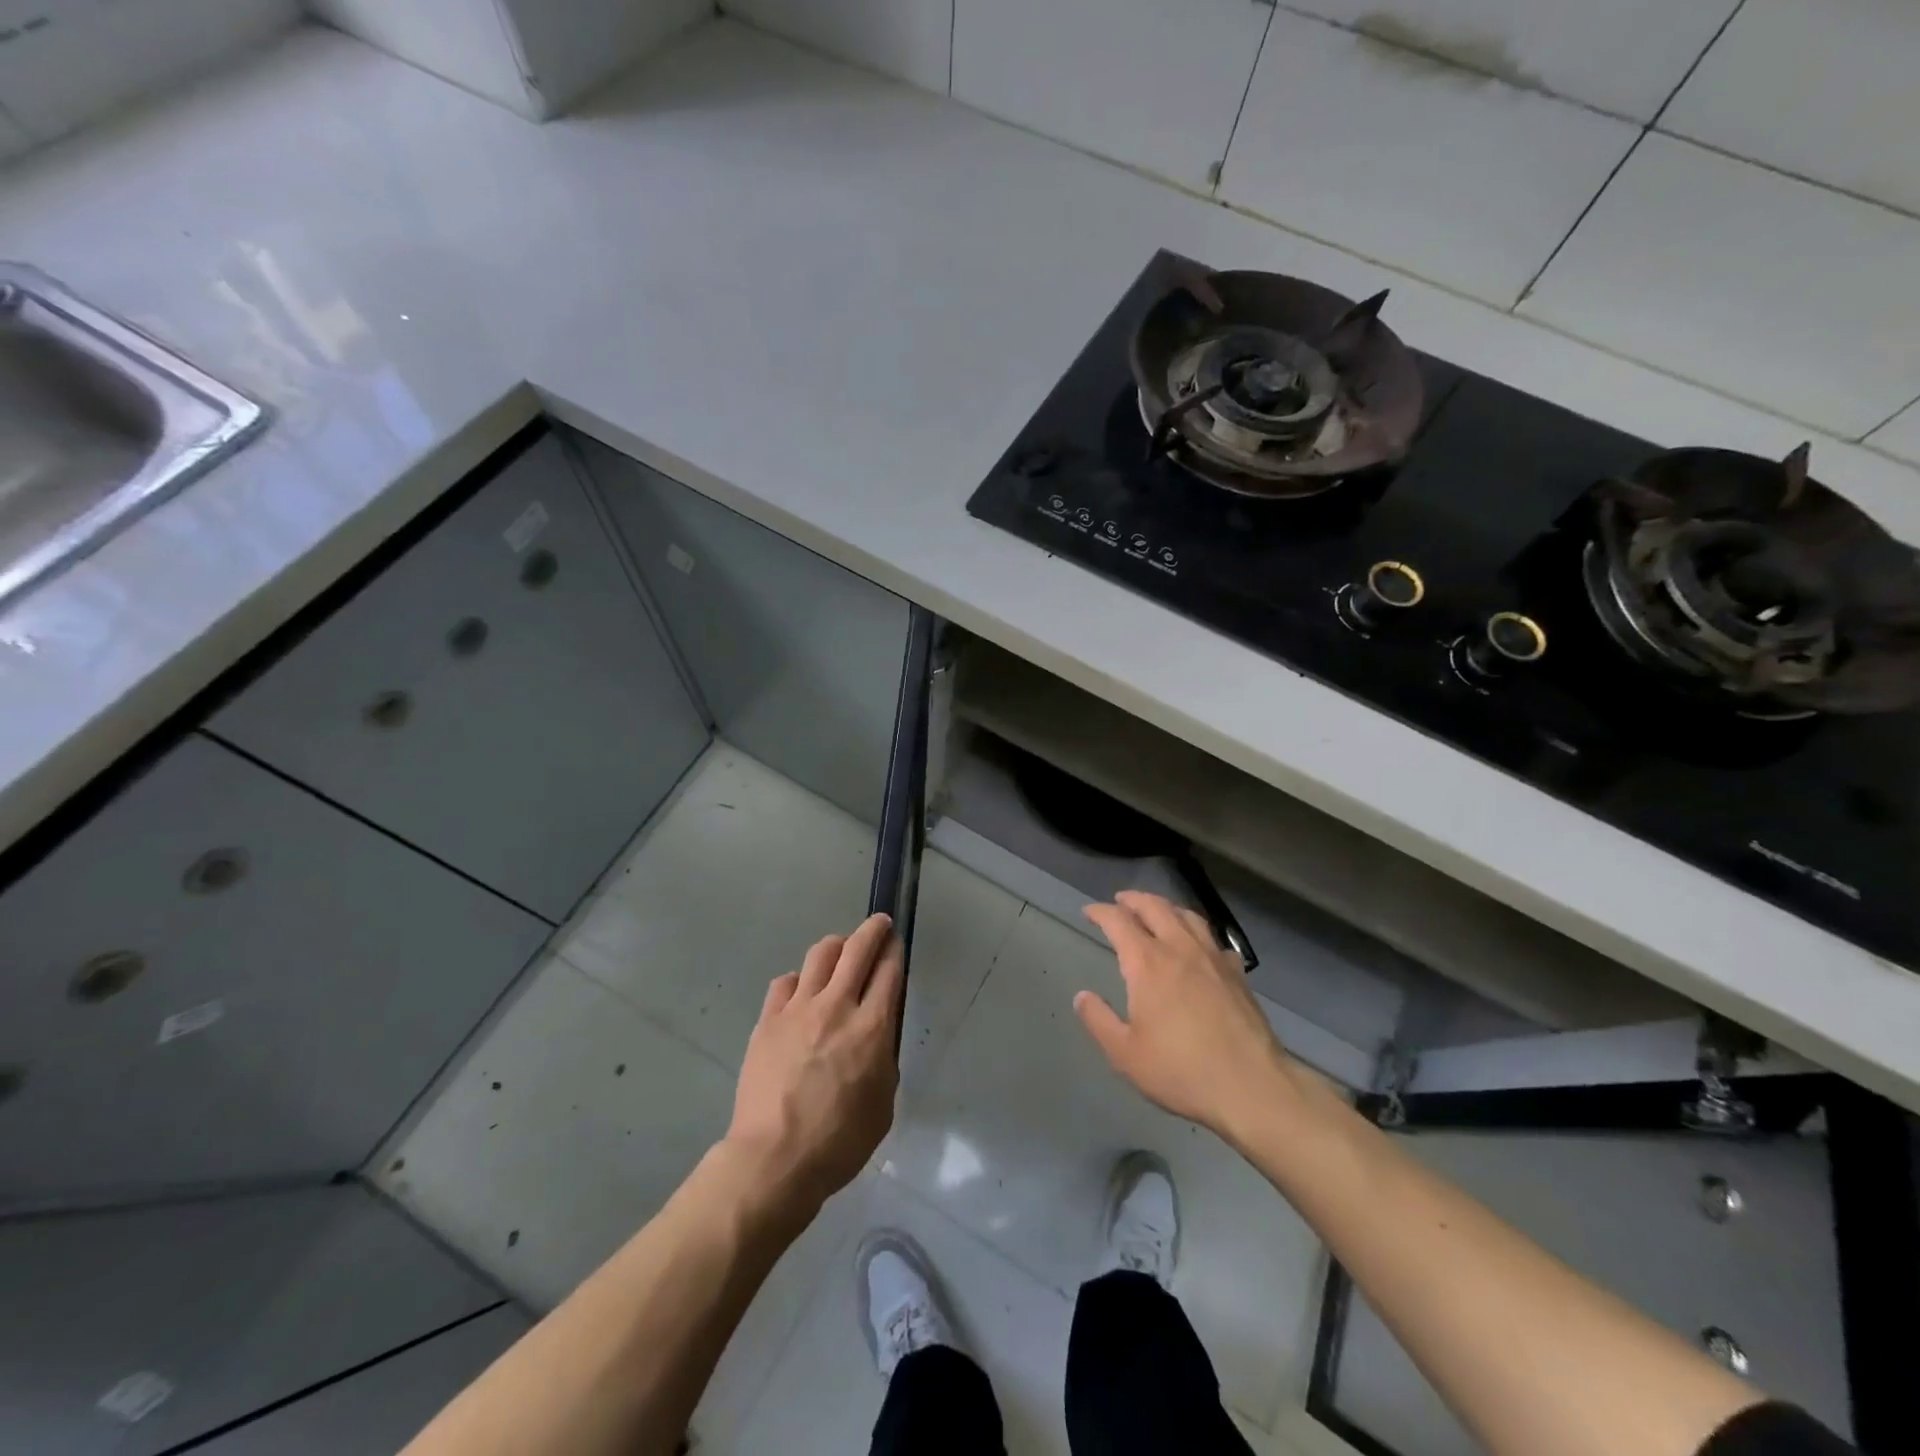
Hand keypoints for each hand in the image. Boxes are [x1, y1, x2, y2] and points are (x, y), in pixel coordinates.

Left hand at [725, 913, 903, 1213]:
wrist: (773, 1159)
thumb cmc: (838, 1142)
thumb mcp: (883, 1106)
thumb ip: (884, 1061)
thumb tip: (877, 1039)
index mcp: (872, 1028)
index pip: (889, 971)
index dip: (895, 951)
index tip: (896, 942)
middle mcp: (837, 1006)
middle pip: (857, 949)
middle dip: (872, 930)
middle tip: (878, 924)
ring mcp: (798, 1009)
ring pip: (820, 954)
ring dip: (836, 946)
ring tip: (840, 950)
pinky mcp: (768, 1020)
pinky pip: (785, 982)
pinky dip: (799, 981)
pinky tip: (801, 992)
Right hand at [1076, 891, 1299, 1143]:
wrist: (1251, 1087)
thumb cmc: (1181, 1071)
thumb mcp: (1124, 1054)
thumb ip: (1099, 1021)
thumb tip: (1082, 996)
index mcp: (1148, 963)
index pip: (1118, 921)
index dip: (1100, 912)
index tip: (1089, 912)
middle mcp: (1180, 949)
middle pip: (1155, 907)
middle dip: (1133, 899)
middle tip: (1120, 901)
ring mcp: (1213, 958)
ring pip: (1188, 916)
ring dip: (1166, 907)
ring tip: (1157, 911)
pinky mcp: (1237, 974)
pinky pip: (1214, 939)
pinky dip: (1198, 933)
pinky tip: (1199, 946)